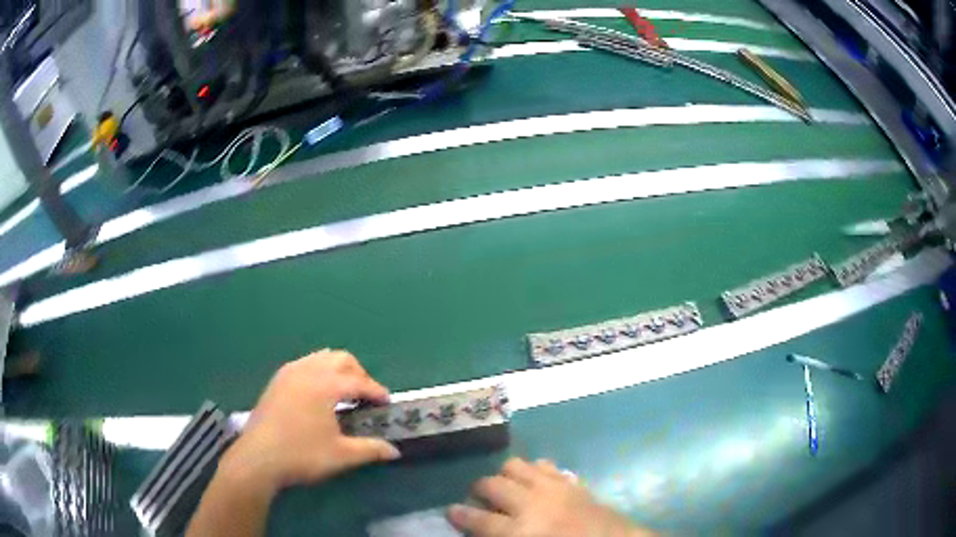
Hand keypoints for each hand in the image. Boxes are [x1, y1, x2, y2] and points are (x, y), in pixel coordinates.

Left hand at [220, 350, 400, 492]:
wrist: (258, 457)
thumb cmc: (302, 455)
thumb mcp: (341, 455)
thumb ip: (370, 449)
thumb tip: (394, 451)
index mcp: (325, 385)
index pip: (359, 381)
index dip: (376, 391)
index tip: (386, 404)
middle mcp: (308, 371)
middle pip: (341, 359)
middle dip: (359, 374)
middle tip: (365, 397)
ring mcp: (289, 373)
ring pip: (321, 357)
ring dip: (338, 370)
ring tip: (343, 393)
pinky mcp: (276, 380)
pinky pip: (304, 364)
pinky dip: (319, 371)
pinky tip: (317, 394)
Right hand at [447, 458, 653, 536]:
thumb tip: (484, 529)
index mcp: (519, 531)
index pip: (477, 519)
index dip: (459, 514)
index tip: (450, 511)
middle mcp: (532, 503)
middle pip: (492, 485)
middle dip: (479, 490)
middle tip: (480, 499)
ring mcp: (555, 488)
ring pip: (517, 466)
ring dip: (507, 475)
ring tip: (508, 487)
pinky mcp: (573, 482)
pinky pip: (547, 466)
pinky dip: (536, 471)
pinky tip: (538, 483)